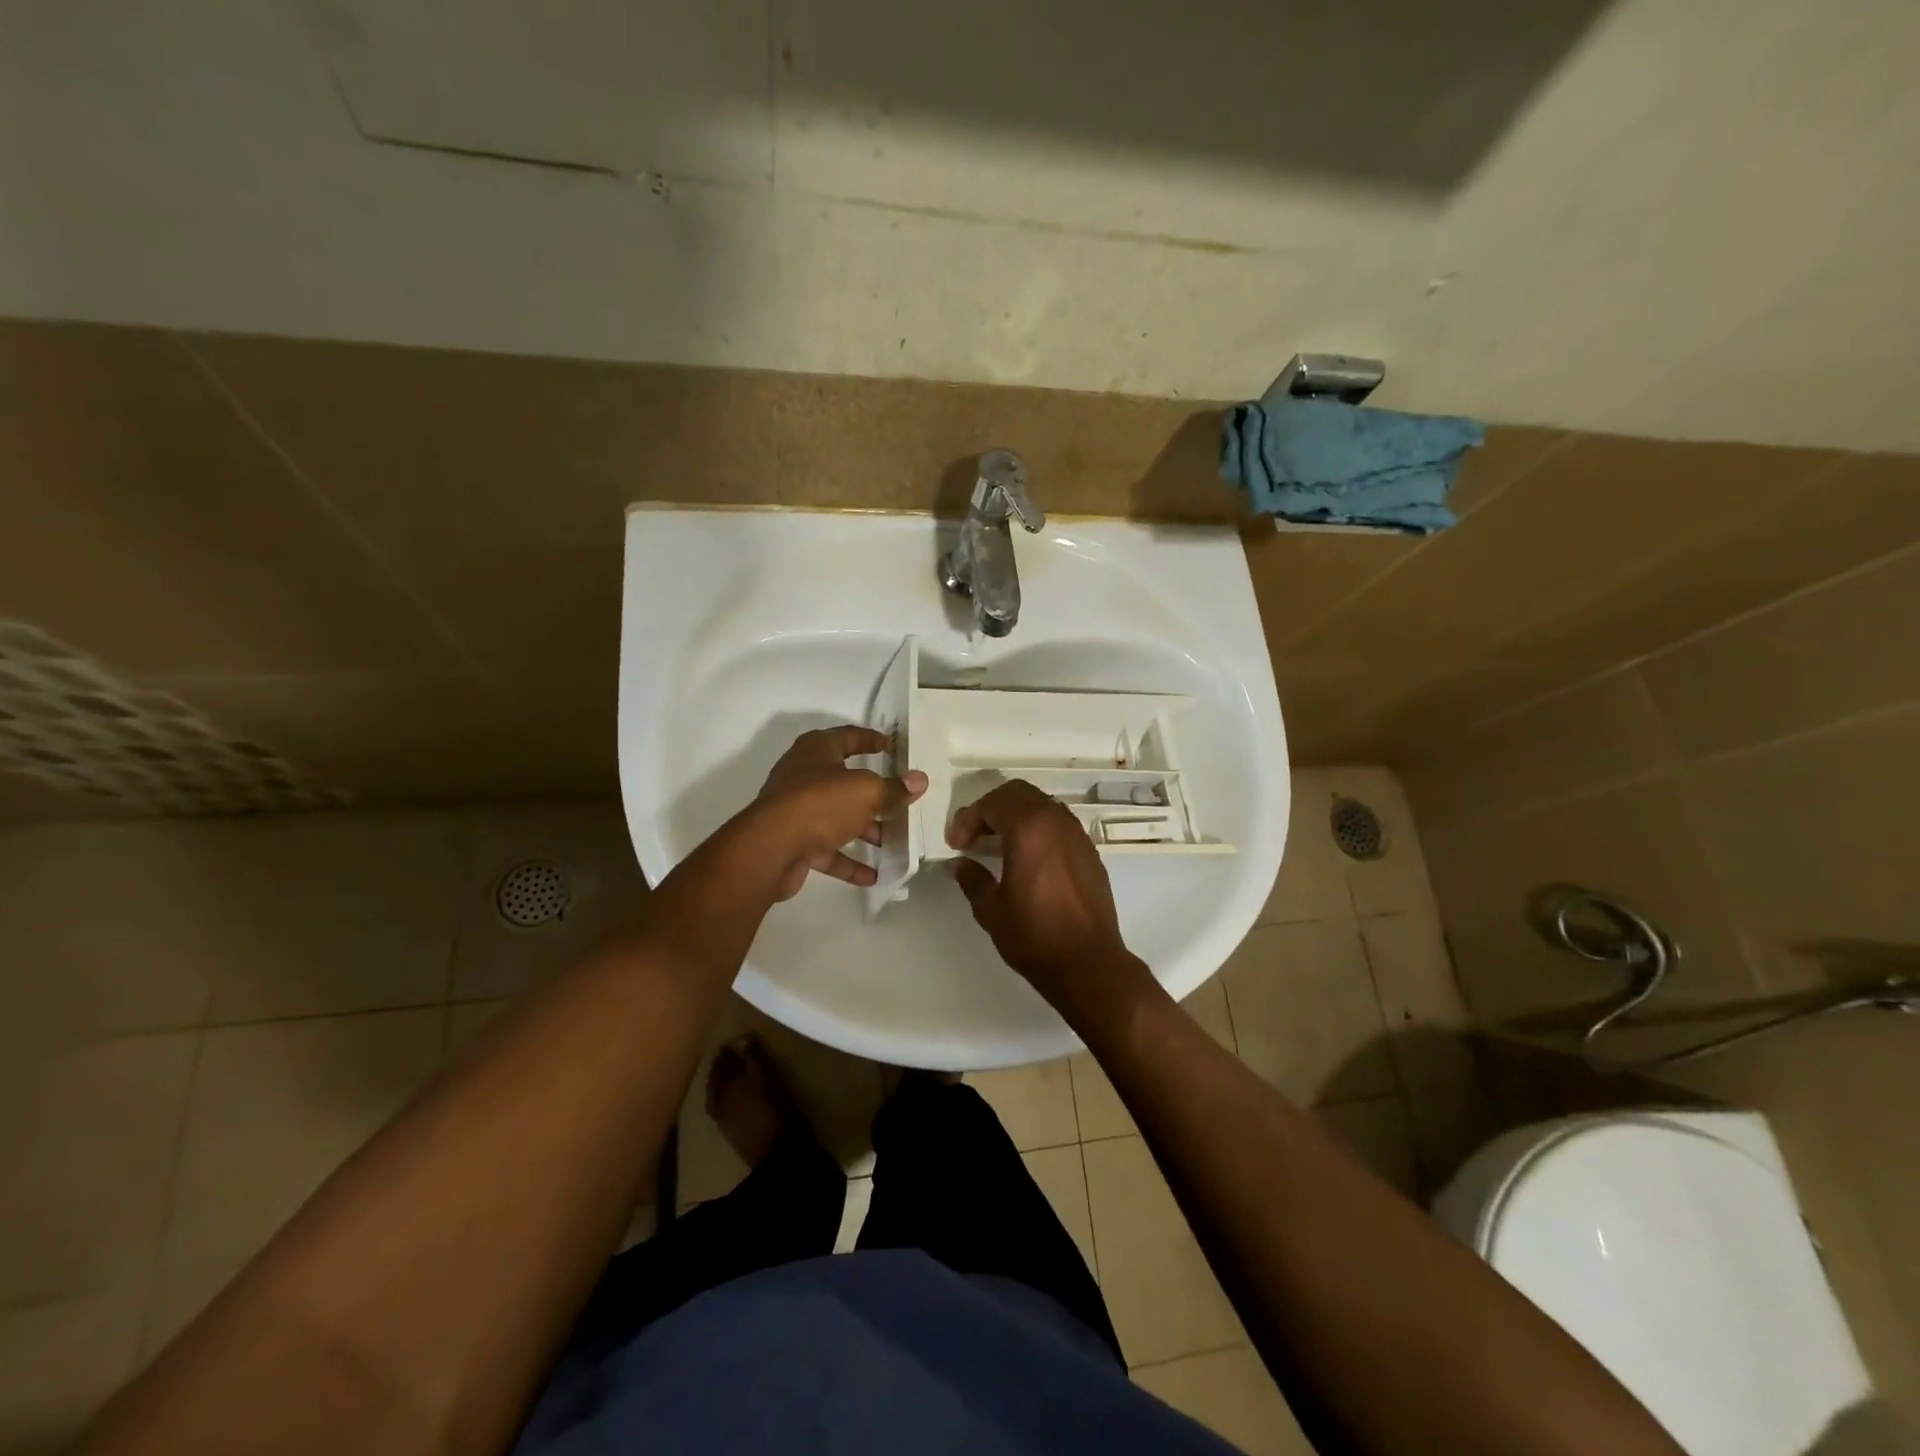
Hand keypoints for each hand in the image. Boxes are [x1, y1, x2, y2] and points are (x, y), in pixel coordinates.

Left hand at [753, 726, 926, 900]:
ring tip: (893, 842)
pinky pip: (827, 849)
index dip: (871, 739)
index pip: (848, 737)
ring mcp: (796, 810)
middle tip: (899, 801)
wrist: (771, 849)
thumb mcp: (866, 792)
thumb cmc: (821, 804)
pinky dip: (849, 861)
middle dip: (872, 794)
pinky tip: (873, 876)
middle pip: (844, 780)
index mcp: (817, 750)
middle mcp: (803, 775)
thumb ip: (894, 789)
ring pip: (837, 816)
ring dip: (864, 830)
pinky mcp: (793, 841)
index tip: (892, 746)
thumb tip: (920, 780)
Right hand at [946, 780, 1134, 1012]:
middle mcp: (1055, 821)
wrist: (1089, 964)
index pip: (992, 803)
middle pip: (1018, 793)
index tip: (956, 845)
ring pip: (1041, 804)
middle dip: (991, 808)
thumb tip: (959, 864)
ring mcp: (1077, 835)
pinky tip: (1028, 858)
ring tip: (999, 844)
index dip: (968, 819)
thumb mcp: (991, 909)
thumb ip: (972, 878)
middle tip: (974, 836)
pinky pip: (1059, 824)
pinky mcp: (1090, 852)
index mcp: (1028, 828)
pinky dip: (1038, 828)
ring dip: (1016, 815)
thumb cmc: (1034, 936)